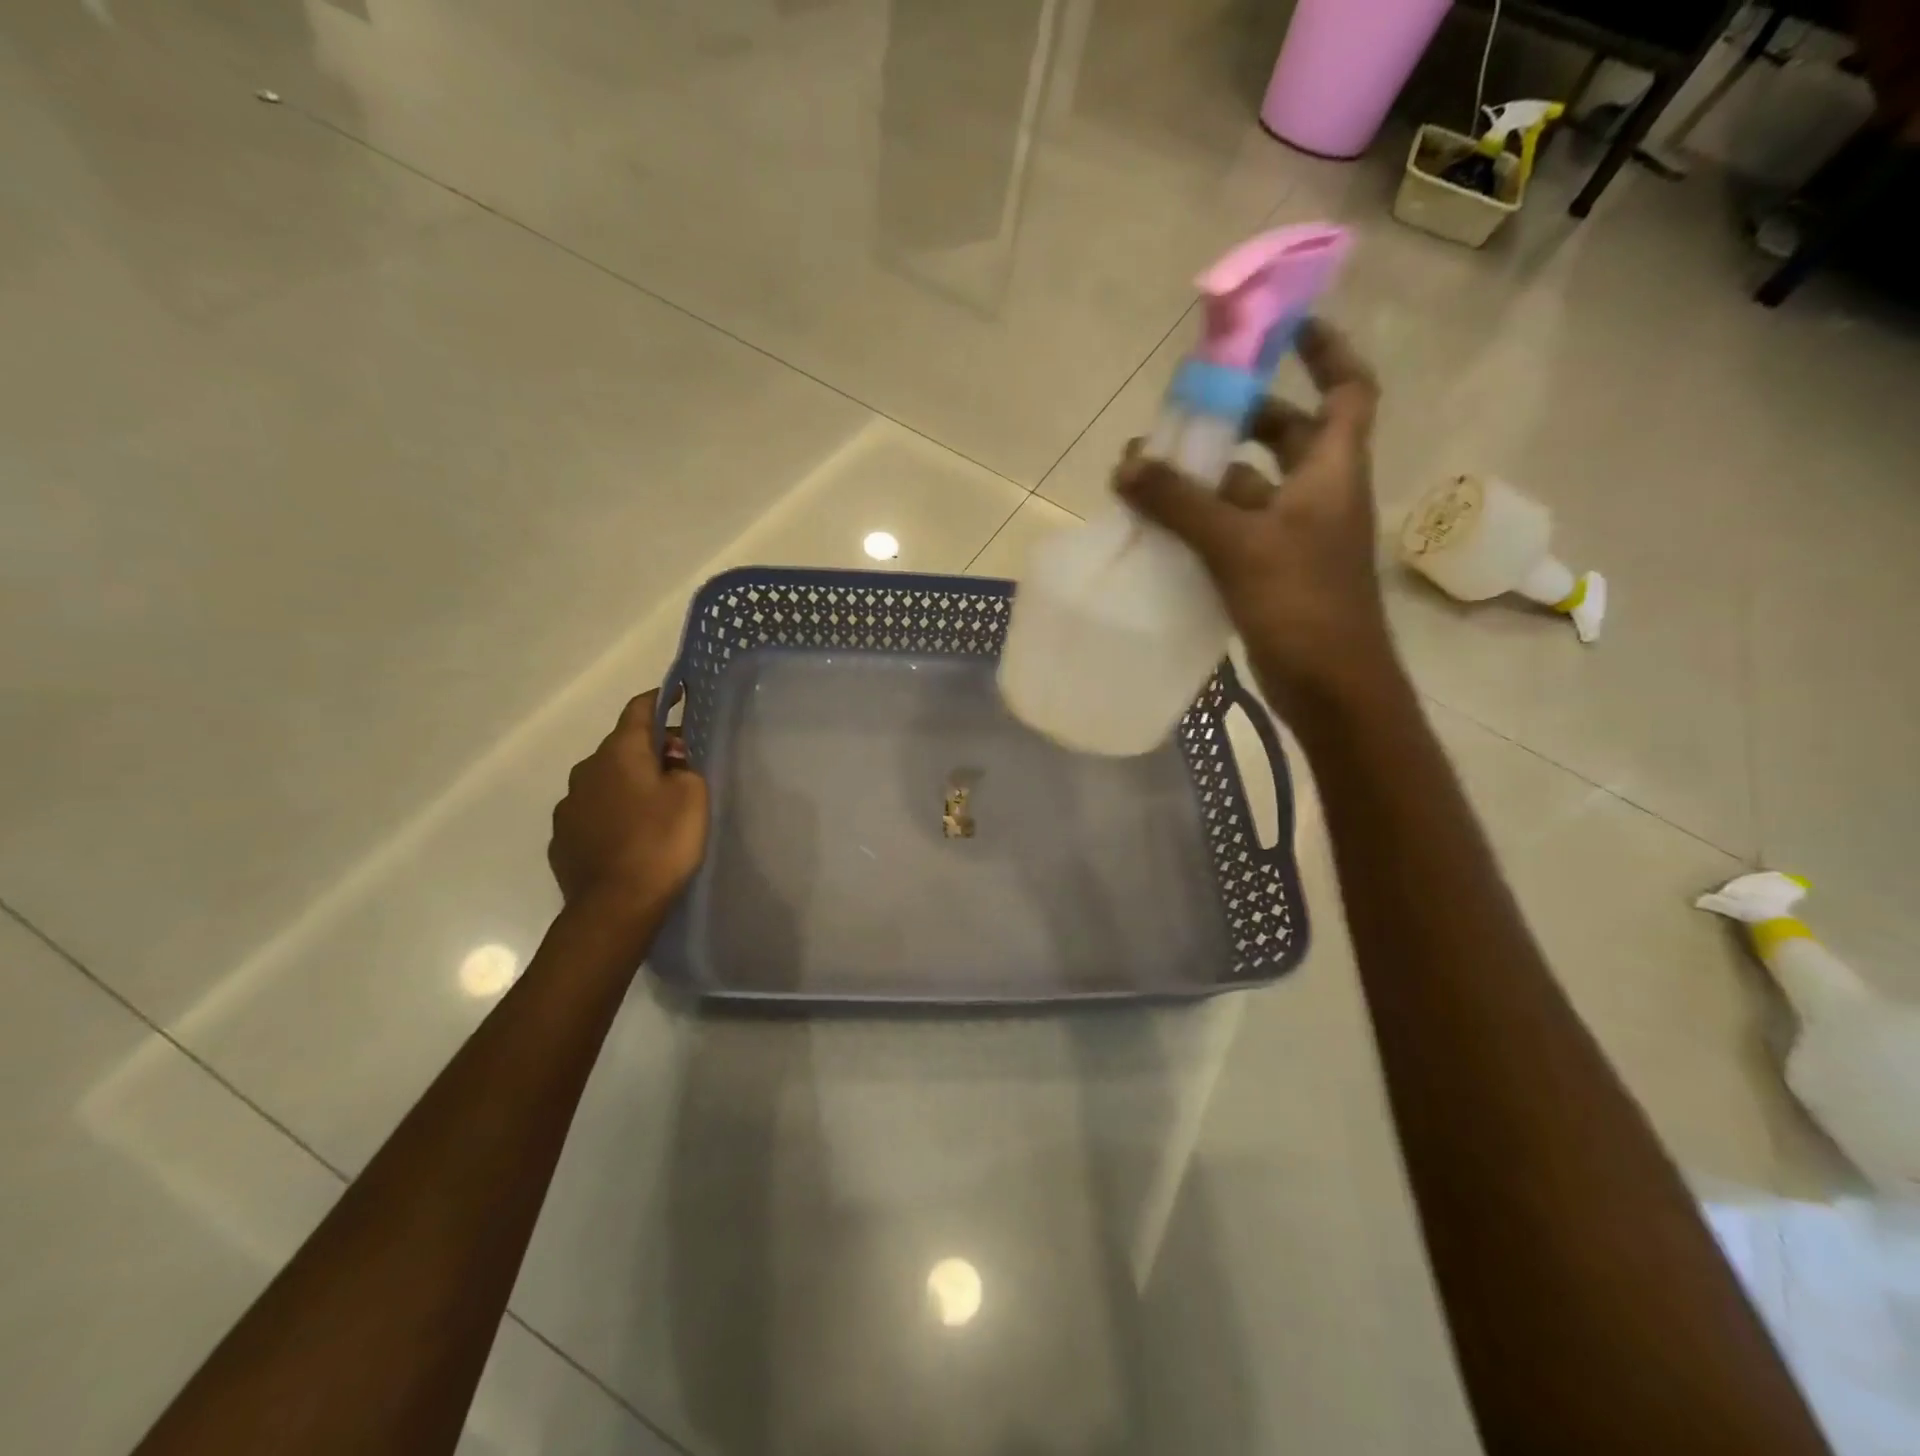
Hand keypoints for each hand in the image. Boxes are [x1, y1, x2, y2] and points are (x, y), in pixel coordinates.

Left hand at [549, 689, 708, 926]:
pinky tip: (630, 834)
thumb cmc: (661, 842)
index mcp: (619, 752)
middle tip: (681, 763)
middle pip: (623, 746)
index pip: (639, 709)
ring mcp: (569, 805)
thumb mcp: (692, 796)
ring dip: (629, 782)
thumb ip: (684, 767)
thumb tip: (668, 760)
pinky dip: (613, 811)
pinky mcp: (562, 837)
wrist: (614, 906)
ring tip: (655, 804)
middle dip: (650, 748)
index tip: (679, 691)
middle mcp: (587, 770)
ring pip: (606, 780)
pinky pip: (593, 811)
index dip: (661, 697)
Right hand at [1116, 318, 1393, 718]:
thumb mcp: (1238, 545)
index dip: (1325, 350)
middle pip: (1288, 435)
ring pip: (1253, 488)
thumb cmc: (1301, 605)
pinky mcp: (1274, 573)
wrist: (1331, 687)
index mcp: (1332, 470)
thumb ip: (1180, 503)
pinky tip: (1163, 527)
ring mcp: (1297, 537)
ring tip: (1154, 473)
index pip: (1348, 389)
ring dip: (1210, 477)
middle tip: (1188, 415)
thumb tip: (1127, 463)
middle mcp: (1320, 495)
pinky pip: (1237, 531)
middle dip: (1241, 419)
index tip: (1284, 328)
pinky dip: (1205, 522)